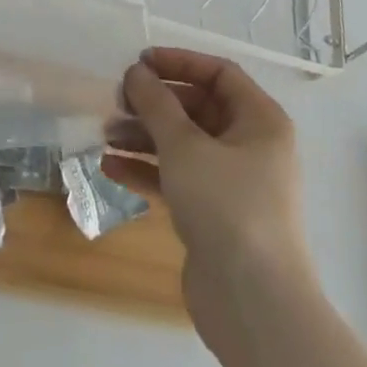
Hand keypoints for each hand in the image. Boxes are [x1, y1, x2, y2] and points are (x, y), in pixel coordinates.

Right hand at [104, 48, 311, 347]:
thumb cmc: (226, 206)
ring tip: (105, 135)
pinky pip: (178, 179)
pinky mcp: (215, 216)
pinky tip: (110, 168)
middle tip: (116, 101)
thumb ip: (156, 103)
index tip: (139, 62)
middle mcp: (252, 147)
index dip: (178, 62)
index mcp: (260, 121)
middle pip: (197, 109)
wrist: (254, 304)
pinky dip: (148, 171)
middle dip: (155, 104)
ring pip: (184, 145)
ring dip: (145, 137)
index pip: (218, 73)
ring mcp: (234, 184)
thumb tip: (136, 72)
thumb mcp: (184, 146)